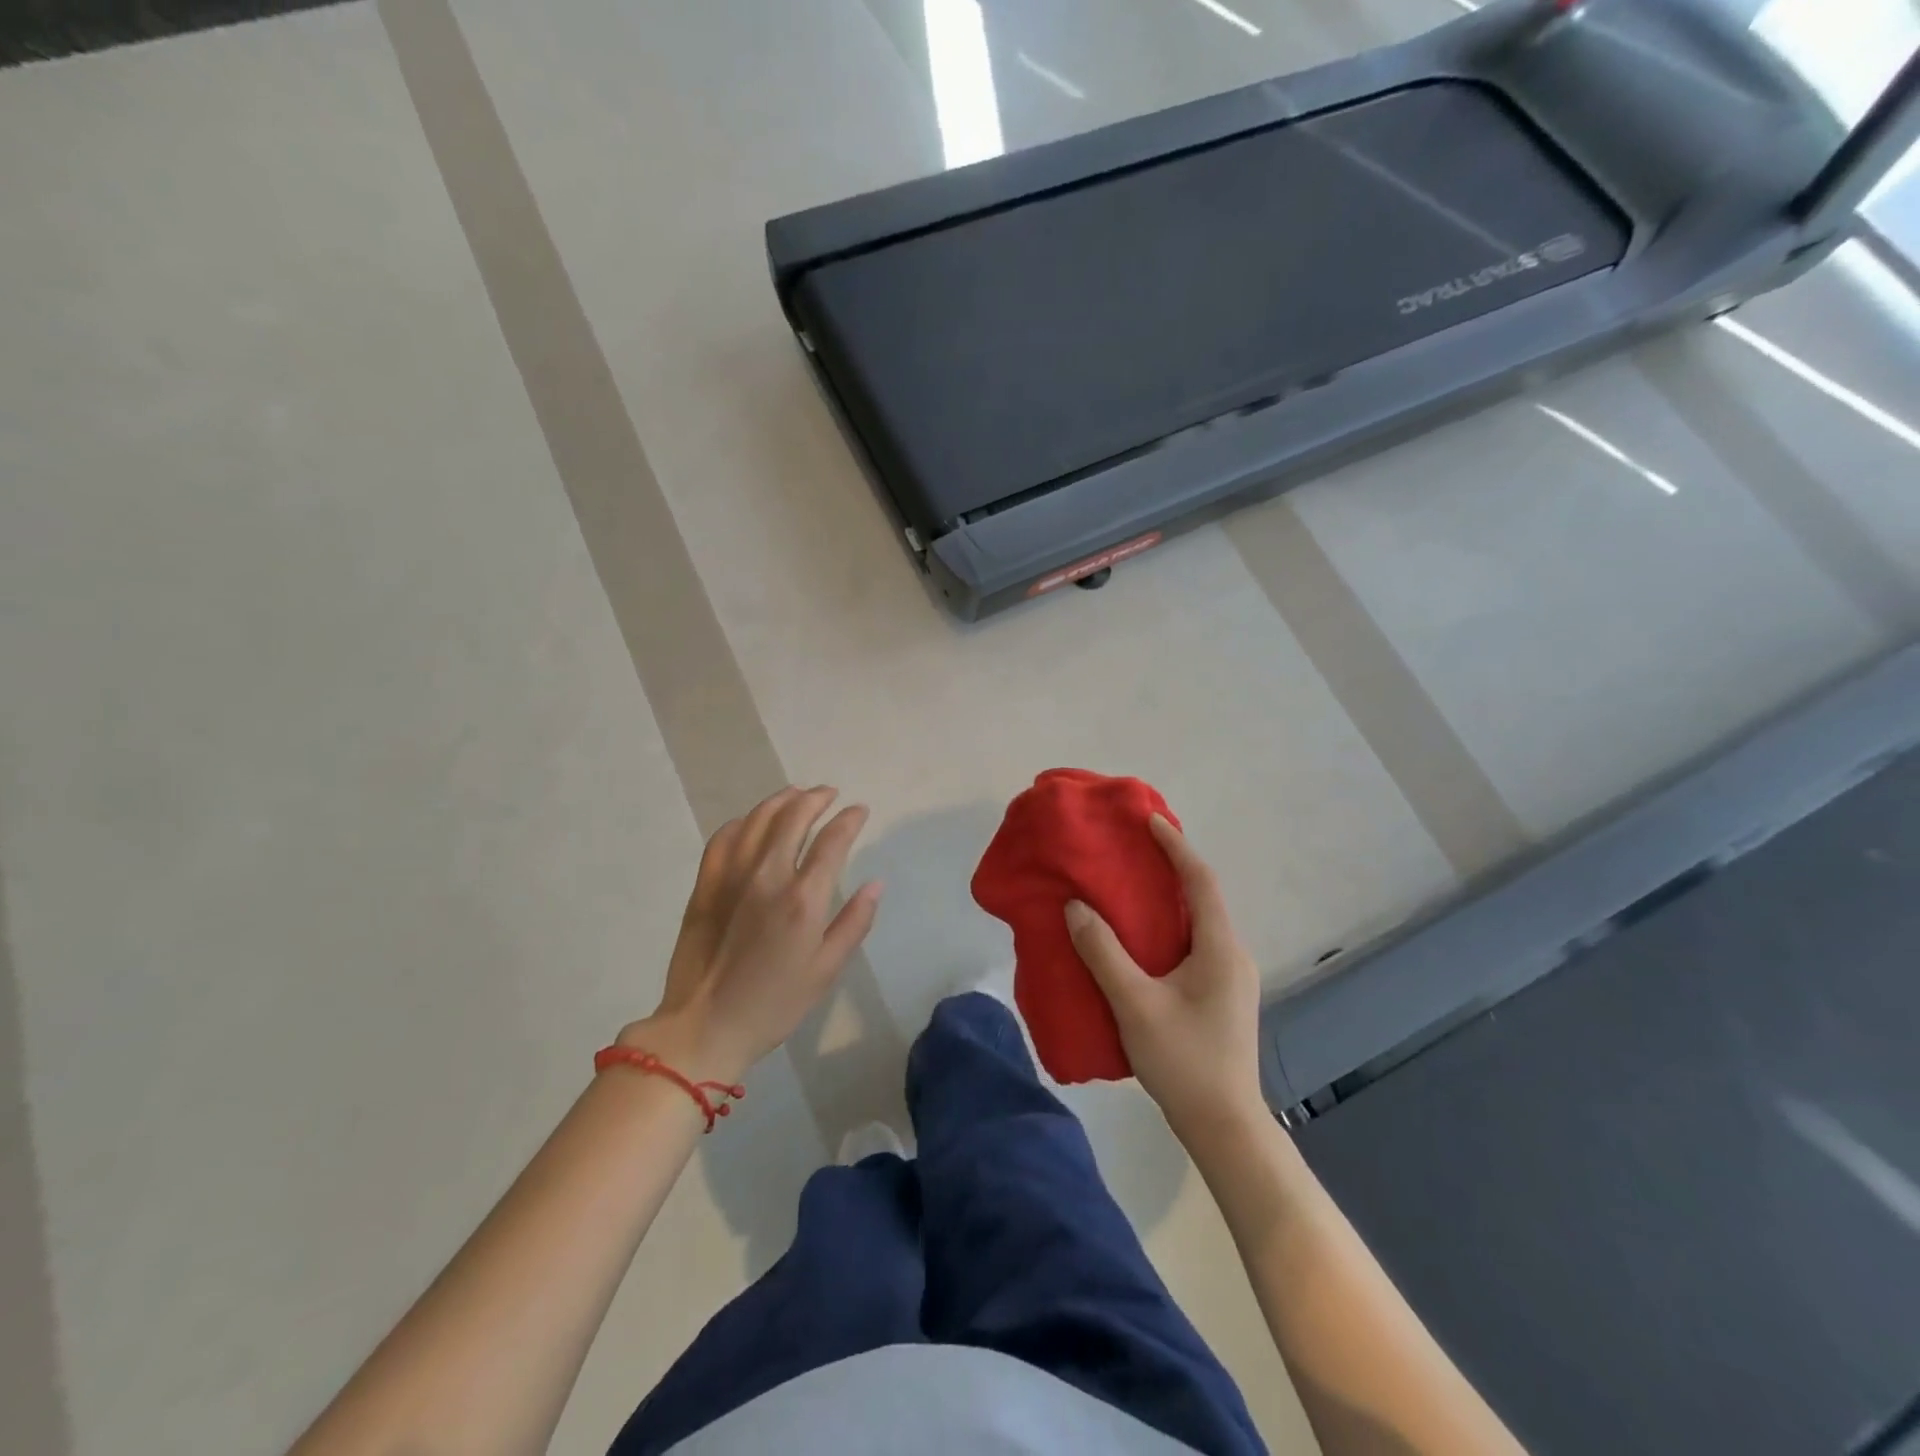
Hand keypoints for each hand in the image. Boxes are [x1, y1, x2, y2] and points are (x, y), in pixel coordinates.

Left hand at [621, 786, 881, 1082]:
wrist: (704, 1027)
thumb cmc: (774, 1004)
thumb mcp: (826, 970)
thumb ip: (854, 922)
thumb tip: (875, 884)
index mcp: (803, 898)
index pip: (832, 840)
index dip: (849, 819)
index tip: (859, 810)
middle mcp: (768, 875)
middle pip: (794, 817)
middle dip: (816, 799)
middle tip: (829, 794)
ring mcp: (732, 876)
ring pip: (758, 819)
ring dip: (781, 800)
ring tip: (796, 794)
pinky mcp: (706, 884)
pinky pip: (724, 838)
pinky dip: (743, 822)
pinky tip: (752, 822)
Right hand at [1065, 815, 1264, 1140]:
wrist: (1224, 1125)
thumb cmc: (1183, 1060)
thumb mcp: (1134, 1004)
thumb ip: (1103, 952)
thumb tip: (1076, 907)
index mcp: (1220, 947)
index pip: (1200, 880)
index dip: (1175, 846)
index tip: (1149, 820)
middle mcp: (1233, 953)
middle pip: (1203, 896)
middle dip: (1172, 867)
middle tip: (1133, 850)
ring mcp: (1232, 976)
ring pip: (1200, 921)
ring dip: (1170, 898)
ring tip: (1132, 886)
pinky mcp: (1223, 994)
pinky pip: (1197, 942)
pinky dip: (1171, 925)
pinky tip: (1144, 937)